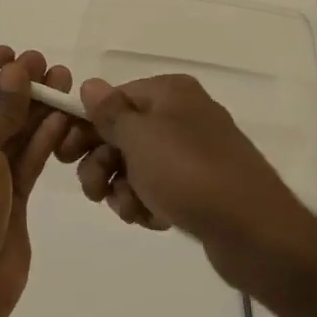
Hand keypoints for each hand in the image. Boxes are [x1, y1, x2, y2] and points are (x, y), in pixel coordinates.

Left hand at [0, 47, 73, 316]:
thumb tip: (17, 70)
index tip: (15, 52)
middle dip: (18, 89)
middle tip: (49, 65)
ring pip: (12, 138)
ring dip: (36, 111)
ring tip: (63, 82)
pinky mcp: (9, 205)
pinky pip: (26, 164)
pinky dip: (43, 140)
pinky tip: (62, 117)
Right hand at [57, 74, 316, 289]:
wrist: (254, 231)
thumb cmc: (189, 173)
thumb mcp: (140, 138)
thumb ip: (110, 113)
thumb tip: (90, 85)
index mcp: (170, 92)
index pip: (113, 99)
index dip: (86, 126)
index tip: (62, 154)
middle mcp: (183, 115)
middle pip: (123, 133)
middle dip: (103, 163)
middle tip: (95, 191)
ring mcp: (194, 152)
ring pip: (137, 165)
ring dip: (123, 188)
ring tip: (131, 210)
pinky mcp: (202, 187)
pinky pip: (159, 188)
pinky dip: (148, 202)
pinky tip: (152, 220)